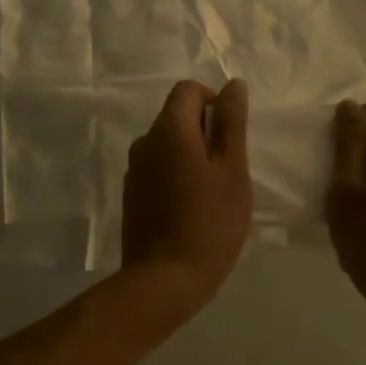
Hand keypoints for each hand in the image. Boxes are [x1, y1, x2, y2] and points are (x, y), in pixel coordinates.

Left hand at [119, 79, 252, 314]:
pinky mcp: (132, 195)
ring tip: (212, 192)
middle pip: (177, 116)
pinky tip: (192, 208)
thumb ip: (231, 123)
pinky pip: (158, 169)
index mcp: (169, 129)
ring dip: (191, 155)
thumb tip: (233, 84)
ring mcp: (134, 170)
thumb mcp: (232, 170)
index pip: (188, 90)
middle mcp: (145, 142)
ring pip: (168, 145)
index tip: (231, 135)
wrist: (164, 280)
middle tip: (228, 169)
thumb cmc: (209, 222)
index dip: (214, 102)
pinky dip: (177, 175)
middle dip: (205, 132)